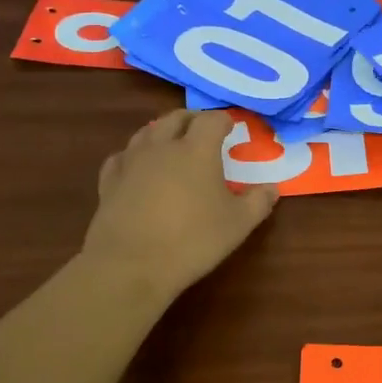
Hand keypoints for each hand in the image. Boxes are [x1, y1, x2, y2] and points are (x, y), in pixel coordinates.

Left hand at [82, 109, 277, 299]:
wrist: (131, 264)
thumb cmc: (193, 240)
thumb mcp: (238, 224)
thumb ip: (258, 202)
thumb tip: (272, 188)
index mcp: (197, 150)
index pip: (212, 120)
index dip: (223, 120)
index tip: (230, 127)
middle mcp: (162, 146)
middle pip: (176, 118)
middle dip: (192, 119)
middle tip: (202, 130)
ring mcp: (132, 161)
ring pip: (147, 132)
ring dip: (162, 131)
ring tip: (171, 143)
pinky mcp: (109, 180)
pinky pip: (123, 156)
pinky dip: (134, 155)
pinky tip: (137, 167)